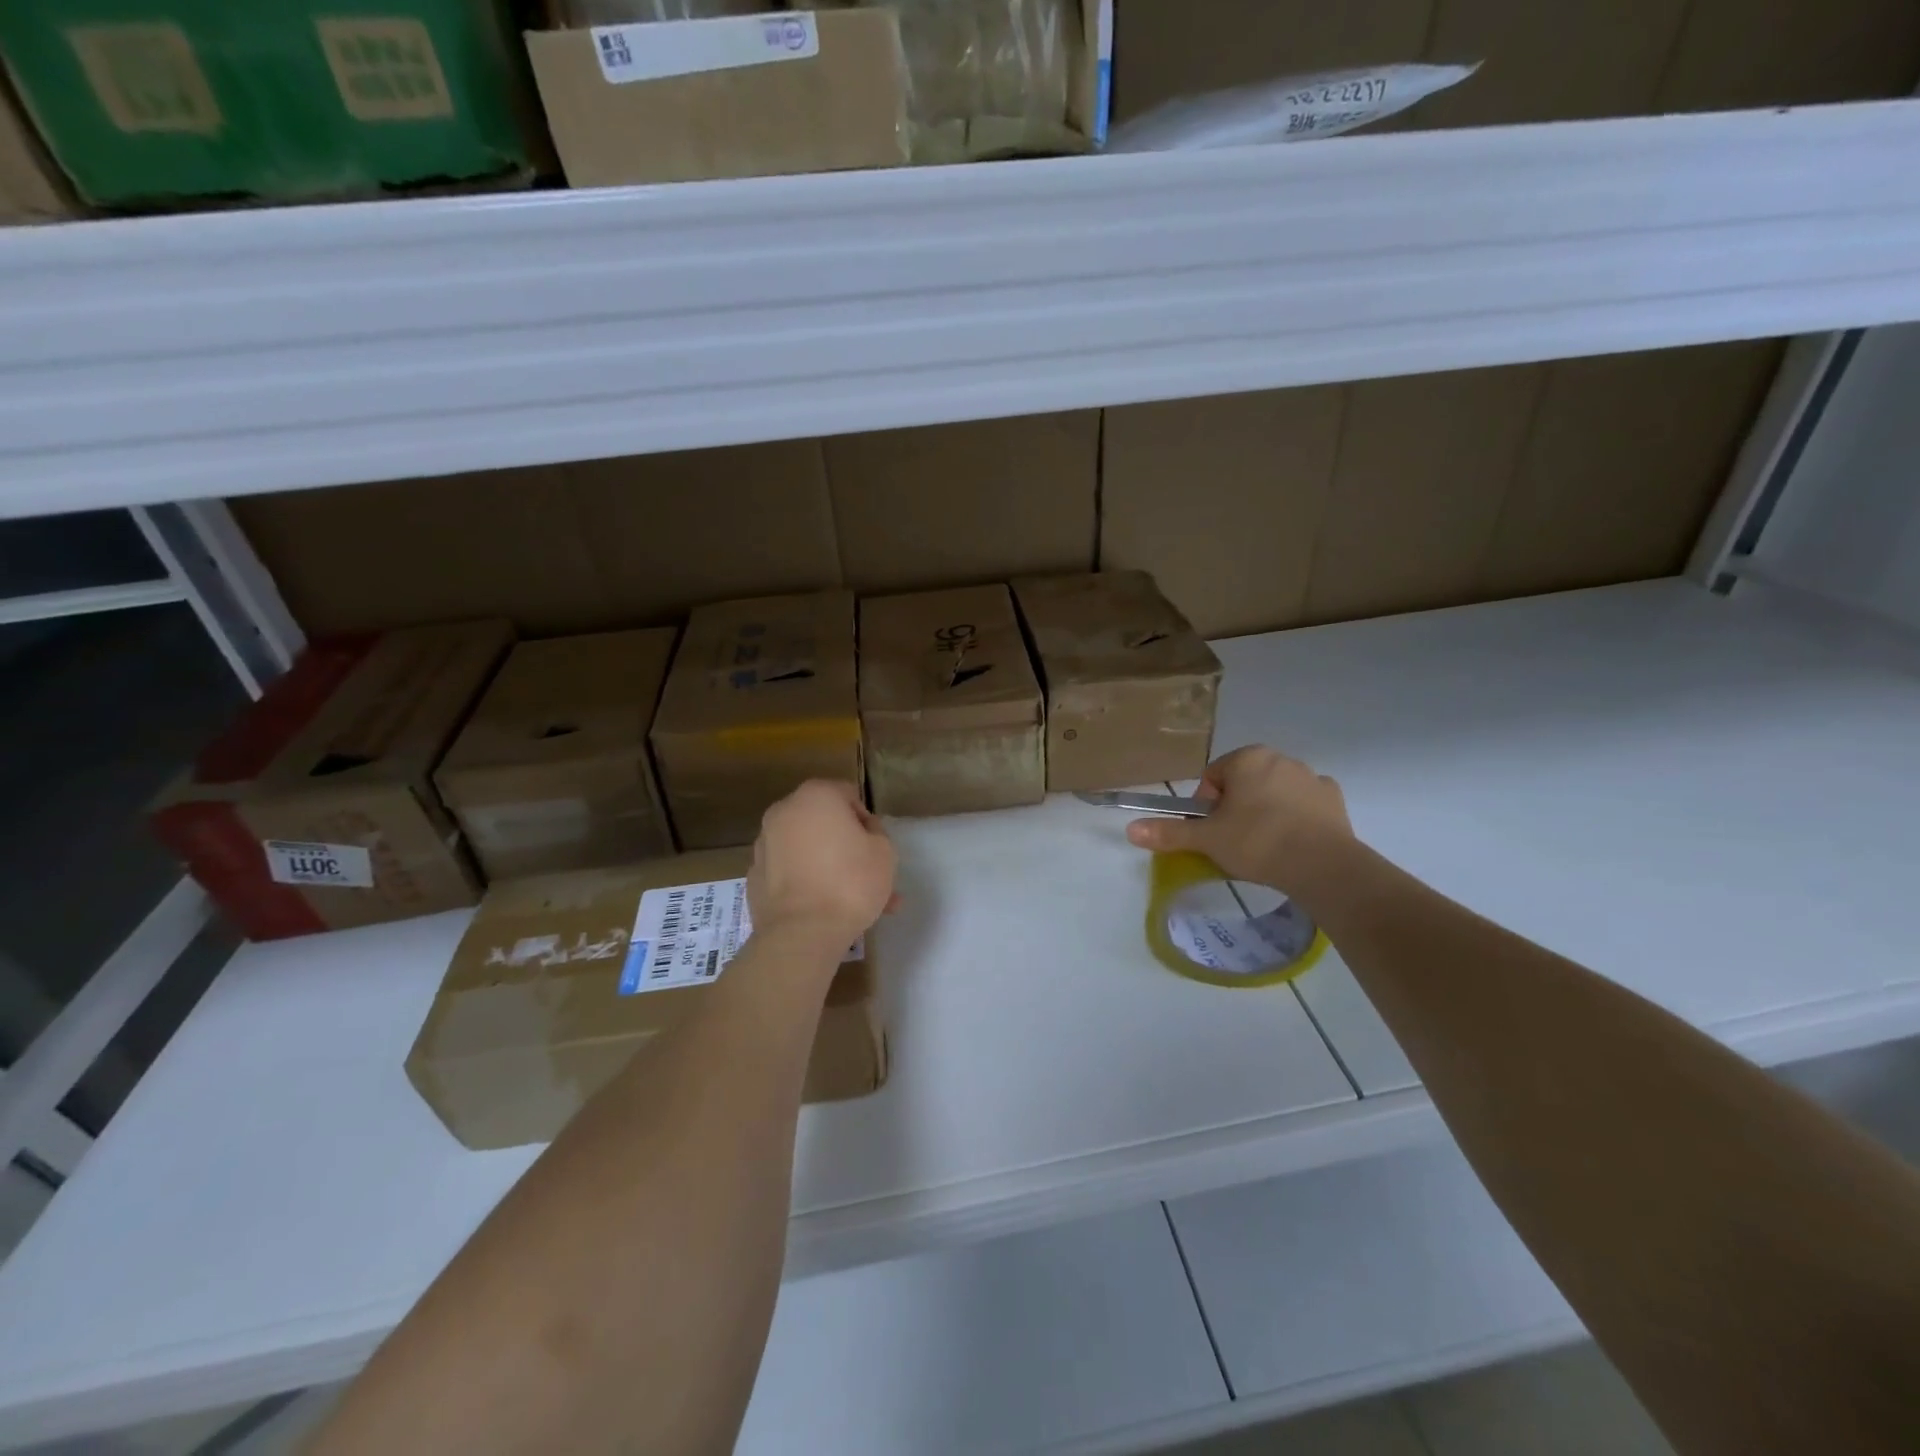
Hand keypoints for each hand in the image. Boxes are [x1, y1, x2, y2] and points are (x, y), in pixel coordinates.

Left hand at [749, 781, 897, 950]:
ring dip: (827, 866)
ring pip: (806, 850)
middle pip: (823, 823)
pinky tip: (822, 908)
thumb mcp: (884, 852)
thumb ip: (875, 832)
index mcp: (815, 795)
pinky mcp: (754, 875)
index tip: (873, 847)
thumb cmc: (851, 882)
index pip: (848, 796)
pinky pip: (789, 871)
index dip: (865, 821)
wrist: (802, 933)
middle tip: (866, 875)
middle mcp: (784, 811)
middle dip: (844, 845)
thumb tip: (860, 831)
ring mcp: (764, 843)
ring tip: (850, 901)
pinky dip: (804, 881)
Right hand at [1125, 746, 1355, 896]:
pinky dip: (1297, 819)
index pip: (1212, 778)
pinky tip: (1295, 843)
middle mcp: (1280, 758)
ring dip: (1266, 812)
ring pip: (1275, 793)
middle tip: (1235, 842)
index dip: (1206, 807)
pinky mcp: (1334, 800)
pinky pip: (1305, 805)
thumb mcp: (1206, 840)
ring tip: (1265, 848)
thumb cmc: (1256, 842)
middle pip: (1244, 783)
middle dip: (1236, 808)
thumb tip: (1130, 829)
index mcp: (1246, 758)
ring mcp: (1311, 777)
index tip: (1212, 833)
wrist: (1322, 865)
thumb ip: (1169, 833)